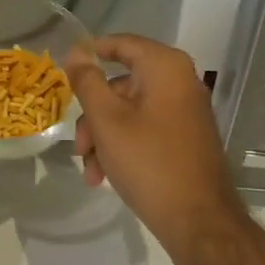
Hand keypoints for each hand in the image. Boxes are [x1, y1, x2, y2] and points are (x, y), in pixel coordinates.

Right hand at [65, 35, 242, 243]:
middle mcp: (180, 81)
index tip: (65, 73)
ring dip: (104, 137)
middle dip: (93, 115)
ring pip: (130, 111)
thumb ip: (88, 81)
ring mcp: (185, 111)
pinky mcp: (186, 137)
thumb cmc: (149, 162)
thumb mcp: (107, 120)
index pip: (121, 44)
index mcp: (165, 67)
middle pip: (121, 84)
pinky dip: (124, 146)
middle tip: (79, 146)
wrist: (198, 220)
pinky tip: (106, 177)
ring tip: (92, 172)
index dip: (91, 53)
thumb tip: (77, 50)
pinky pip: (146, 129)